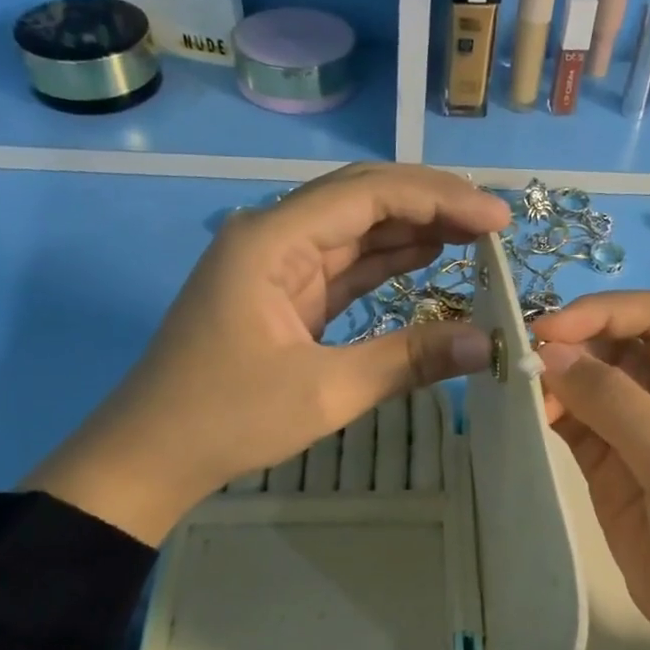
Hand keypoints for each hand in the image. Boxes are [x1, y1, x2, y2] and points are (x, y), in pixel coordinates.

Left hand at [24, 163, 511, 544]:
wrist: (152, 455)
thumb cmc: (228, 418)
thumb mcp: (326, 391)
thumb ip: (409, 360)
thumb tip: (489, 344)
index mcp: (272, 240)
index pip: (367, 194)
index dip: (439, 198)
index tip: (497, 220)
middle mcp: (272, 237)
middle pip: (361, 199)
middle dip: (430, 204)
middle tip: (493, 224)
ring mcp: (276, 267)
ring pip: (354, 231)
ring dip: (412, 230)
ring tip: (475, 236)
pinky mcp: (283, 297)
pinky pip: (343, 267)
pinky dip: (386, 264)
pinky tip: (427, 258)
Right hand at [531, 293, 649, 649]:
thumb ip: (617, 405)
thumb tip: (548, 351)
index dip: (604, 313)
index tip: (548, 331)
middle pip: (619, 347)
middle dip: (572, 345)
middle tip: (518, 359)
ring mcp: (642, 438)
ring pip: (590, 386)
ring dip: (554, 380)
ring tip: (514, 388)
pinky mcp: (612, 473)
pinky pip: (576, 428)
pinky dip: (549, 416)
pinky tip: (523, 416)